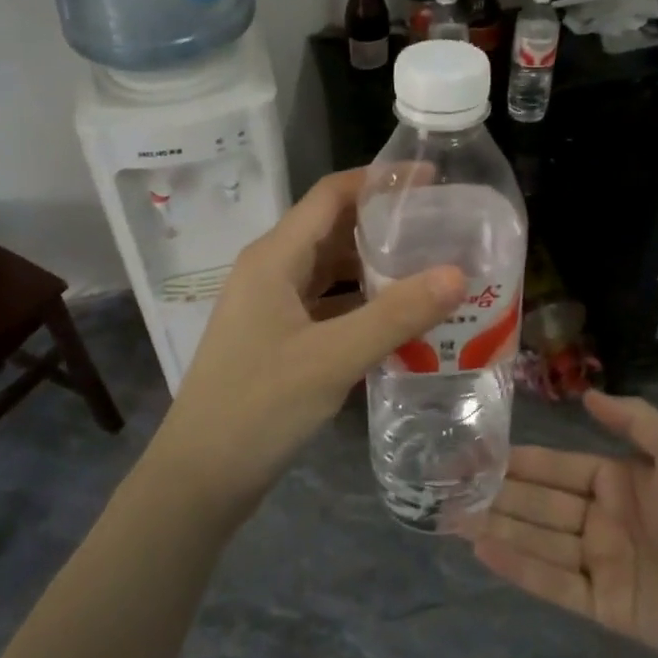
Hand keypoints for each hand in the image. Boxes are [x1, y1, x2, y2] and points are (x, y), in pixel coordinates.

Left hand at [152, 169, 463, 512]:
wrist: (200, 478)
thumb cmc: (258, 407)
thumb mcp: (332, 358)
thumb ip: (396, 315)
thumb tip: (457, 274)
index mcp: (274, 257)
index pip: (331, 195)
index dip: (379, 180)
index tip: (431, 180)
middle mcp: (270, 271)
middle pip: (333, 229)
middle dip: (384, 223)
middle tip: (442, 227)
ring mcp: (272, 306)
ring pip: (330, 270)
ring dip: (375, 266)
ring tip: (431, 268)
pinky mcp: (278, 338)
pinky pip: (327, 305)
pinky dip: (362, 304)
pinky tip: (401, 319)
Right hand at [462, 391, 657, 657]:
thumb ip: (634, 420)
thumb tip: (587, 393)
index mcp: (622, 483)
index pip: (558, 467)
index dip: (519, 460)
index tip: (477, 452)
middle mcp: (605, 522)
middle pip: (541, 504)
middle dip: (496, 494)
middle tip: (447, 486)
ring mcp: (604, 566)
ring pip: (540, 542)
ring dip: (497, 528)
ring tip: (450, 517)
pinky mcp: (607, 609)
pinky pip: (555, 584)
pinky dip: (519, 567)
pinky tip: (483, 550)